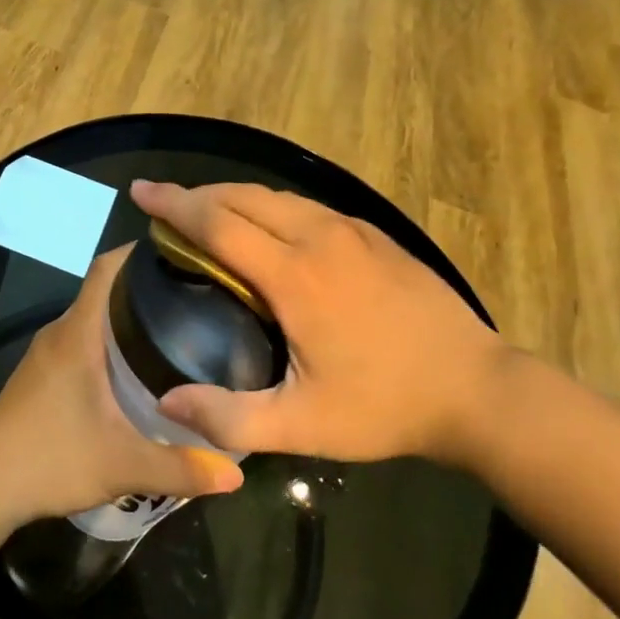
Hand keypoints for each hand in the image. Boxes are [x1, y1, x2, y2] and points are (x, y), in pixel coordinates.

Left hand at [0, 246, 245, 521]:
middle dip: (147, 287)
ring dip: (127, 317)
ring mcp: (45, 354)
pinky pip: (80, 341)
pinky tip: (135, 369)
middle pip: (105, 290)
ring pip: (92, 318)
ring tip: (176, 328)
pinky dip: (109, 342)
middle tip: (196, 297)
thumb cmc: (50, 460)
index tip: (182, 252)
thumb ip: (182, 468)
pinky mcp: (39, 376)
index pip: (107, 268)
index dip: (140, 251)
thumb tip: (238, 474)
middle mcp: (59, 333)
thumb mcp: (123, 466)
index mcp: (77, 334)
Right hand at [131, 180, 509, 466]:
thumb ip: (229, 418)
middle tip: (165, 205)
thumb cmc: (385, 407)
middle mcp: (320, 239)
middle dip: (198, 194)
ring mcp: (354, 232)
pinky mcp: (377, 237)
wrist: (479, 390)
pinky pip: (309, 208)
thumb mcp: (302, 427)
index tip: (140, 191)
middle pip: (244, 197)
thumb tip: (166, 404)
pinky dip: (271, 208)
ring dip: (234, 199)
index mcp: (294, 276)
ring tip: (208, 214)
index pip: (218, 223)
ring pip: (278, 198)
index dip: (173, 205)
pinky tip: (270, 229)